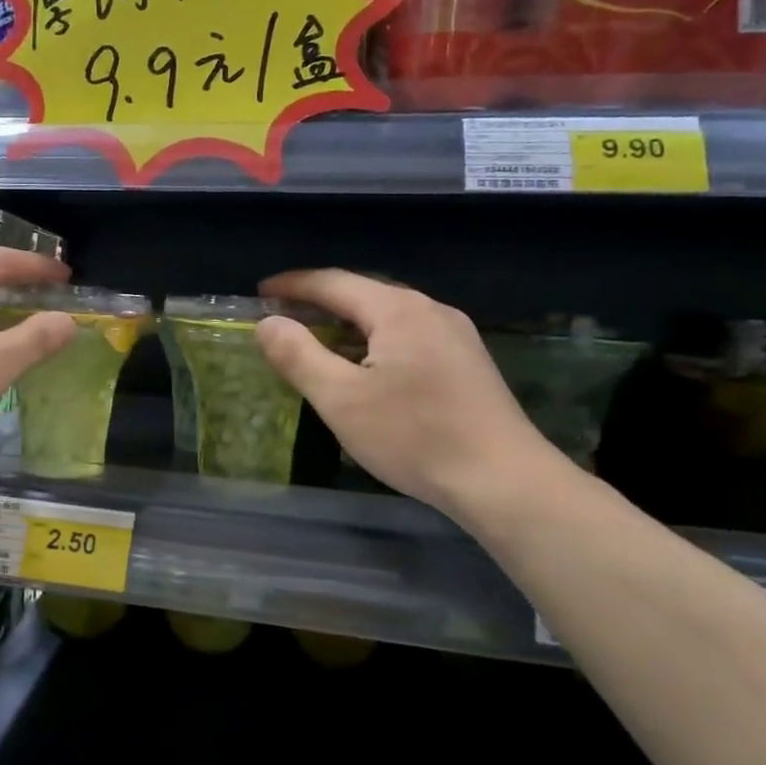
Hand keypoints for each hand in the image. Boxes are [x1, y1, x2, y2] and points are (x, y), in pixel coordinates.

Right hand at [254, 269, 567, 519]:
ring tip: (317, 342)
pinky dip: (374, 341)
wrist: (505, 482)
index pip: (333, 282)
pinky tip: (366, 368)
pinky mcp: (467, 362)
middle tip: (284, 317)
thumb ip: (298, 355)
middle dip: (319, 302)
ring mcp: (455, 335)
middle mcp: (430, 310)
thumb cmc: (414, 436)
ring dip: (347, 324)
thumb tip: (267, 323)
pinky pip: (408, 336)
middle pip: (363, 294)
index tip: (260, 293)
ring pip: (387, 317)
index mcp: (398, 309)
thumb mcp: (341, 398)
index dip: (292, 285)